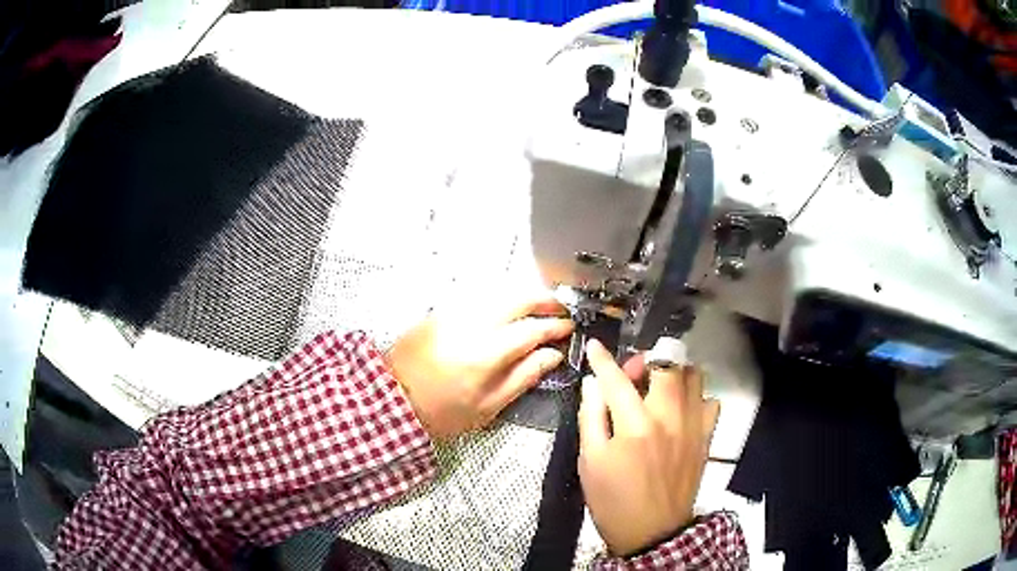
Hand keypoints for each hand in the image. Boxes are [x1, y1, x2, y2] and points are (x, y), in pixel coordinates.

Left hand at [386, 292, 573, 440]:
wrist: (392, 399)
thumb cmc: (443, 412)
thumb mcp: (488, 406)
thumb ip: (523, 377)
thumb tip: (552, 355)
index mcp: (486, 352)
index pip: (531, 328)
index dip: (555, 326)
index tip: (569, 327)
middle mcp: (471, 324)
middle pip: (516, 298)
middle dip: (543, 300)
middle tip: (559, 310)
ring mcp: (453, 313)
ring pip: (497, 292)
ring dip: (522, 296)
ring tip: (538, 308)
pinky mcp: (440, 311)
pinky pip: (478, 296)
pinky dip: (499, 299)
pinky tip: (507, 310)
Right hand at [578, 338, 720, 556]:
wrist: (652, 532)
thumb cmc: (614, 500)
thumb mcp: (590, 462)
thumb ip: (591, 417)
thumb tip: (593, 384)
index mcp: (635, 426)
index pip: (617, 380)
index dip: (603, 359)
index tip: (595, 346)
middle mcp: (669, 417)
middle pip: (666, 364)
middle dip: (645, 359)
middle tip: (632, 376)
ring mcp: (693, 426)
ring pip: (694, 376)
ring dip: (673, 373)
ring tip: (657, 389)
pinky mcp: (706, 438)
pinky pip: (710, 401)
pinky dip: (695, 397)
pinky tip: (681, 411)